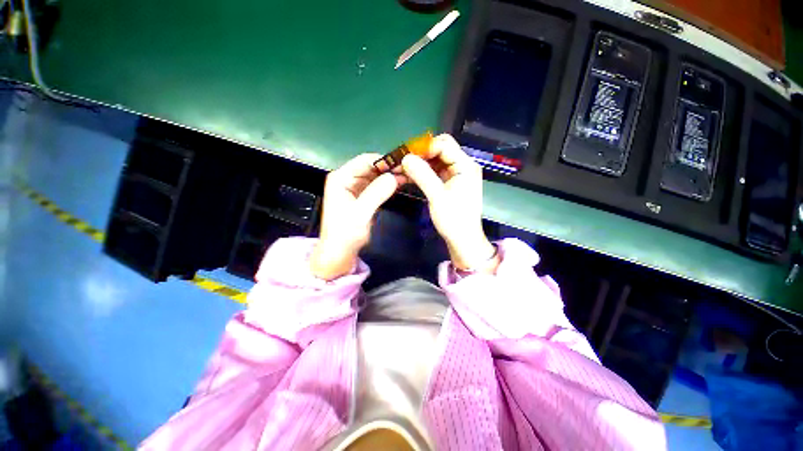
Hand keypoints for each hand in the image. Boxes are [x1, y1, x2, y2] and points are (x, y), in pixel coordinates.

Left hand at [310, 154, 405, 279]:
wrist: (339, 253)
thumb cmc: (345, 234)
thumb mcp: (360, 214)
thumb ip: (376, 194)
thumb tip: (394, 177)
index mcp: (341, 178)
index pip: (364, 161)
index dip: (384, 160)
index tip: (403, 164)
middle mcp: (347, 179)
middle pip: (371, 167)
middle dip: (390, 168)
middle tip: (409, 170)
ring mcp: (355, 187)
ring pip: (376, 175)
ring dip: (391, 175)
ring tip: (409, 175)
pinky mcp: (363, 196)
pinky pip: (377, 185)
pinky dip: (388, 184)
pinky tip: (401, 183)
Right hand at [401, 134, 497, 272]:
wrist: (462, 239)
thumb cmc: (454, 219)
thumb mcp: (437, 197)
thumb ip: (422, 175)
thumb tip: (405, 158)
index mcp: (465, 166)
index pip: (444, 145)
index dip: (425, 147)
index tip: (406, 155)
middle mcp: (462, 166)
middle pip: (440, 150)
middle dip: (420, 154)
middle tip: (403, 161)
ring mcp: (455, 174)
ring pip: (435, 160)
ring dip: (419, 163)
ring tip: (402, 168)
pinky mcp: (449, 183)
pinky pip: (433, 171)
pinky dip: (422, 172)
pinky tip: (409, 176)